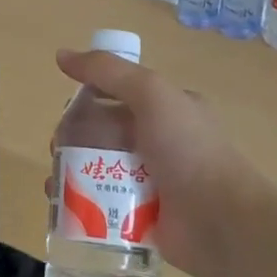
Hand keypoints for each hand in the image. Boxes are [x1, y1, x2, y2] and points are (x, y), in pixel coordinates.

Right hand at [52, 48, 262, 276]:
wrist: (221, 222)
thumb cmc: (188, 150)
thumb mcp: (151, 94)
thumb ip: (108, 71)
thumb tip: (62, 55)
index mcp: (167, 108)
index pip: (118, 93)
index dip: (88, 96)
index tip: (66, 110)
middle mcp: (159, 141)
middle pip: (102, 131)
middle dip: (73, 137)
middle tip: (57, 149)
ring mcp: (151, 181)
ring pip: (98, 168)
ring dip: (71, 171)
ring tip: (54, 182)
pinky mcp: (142, 216)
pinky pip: (103, 203)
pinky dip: (80, 203)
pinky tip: (62, 206)